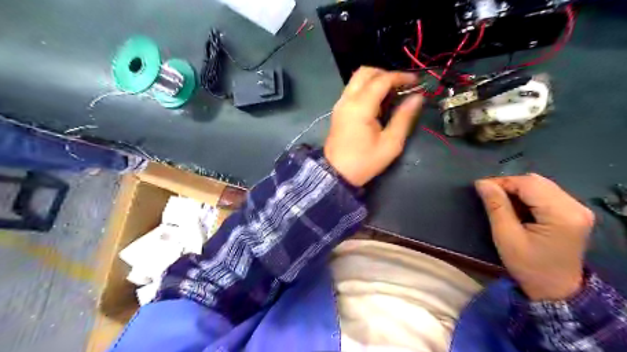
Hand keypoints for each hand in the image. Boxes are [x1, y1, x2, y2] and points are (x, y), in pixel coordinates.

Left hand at [326, 65, 423, 187]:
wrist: (336, 174)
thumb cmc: (364, 162)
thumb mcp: (390, 144)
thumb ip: (404, 118)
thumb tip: (417, 98)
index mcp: (360, 107)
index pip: (382, 80)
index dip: (401, 77)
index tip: (416, 82)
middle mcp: (347, 100)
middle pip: (365, 72)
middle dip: (386, 74)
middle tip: (402, 86)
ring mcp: (340, 104)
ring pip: (357, 79)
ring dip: (375, 80)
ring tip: (392, 93)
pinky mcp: (338, 111)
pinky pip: (352, 90)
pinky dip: (366, 88)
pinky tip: (378, 102)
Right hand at [476, 174, 593, 300]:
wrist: (555, 290)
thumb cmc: (528, 266)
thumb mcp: (506, 236)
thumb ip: (496, 206)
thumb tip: (482, 183)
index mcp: (562, 214)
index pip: (528, 184)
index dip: (502, 182)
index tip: (480, 187)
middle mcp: (575, 207)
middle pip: (537, 181)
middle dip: (509, 184)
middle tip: (489, 194)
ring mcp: (578, 209)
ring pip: (541, 185)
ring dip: (518, 189)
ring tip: (501, 201)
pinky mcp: (574, 213)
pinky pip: (547, 193)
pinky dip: (527, 195)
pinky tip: (517, 207)